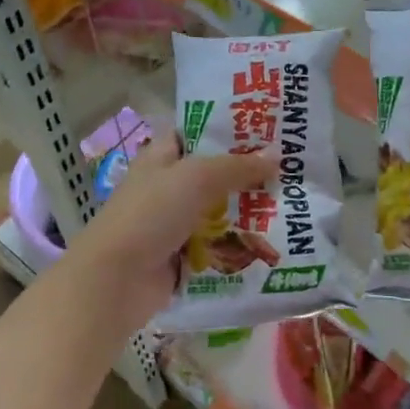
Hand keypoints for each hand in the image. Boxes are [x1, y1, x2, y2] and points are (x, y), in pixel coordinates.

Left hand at [57, 132, 273, 334]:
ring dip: (249, 211)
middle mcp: (168, 186)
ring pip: (220, 211)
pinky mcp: (182, 256)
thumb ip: (237, 166)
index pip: (197, 131)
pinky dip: (239, 244)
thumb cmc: (151, 214)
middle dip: (249, 173)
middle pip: (215, 173)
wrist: (116, 281)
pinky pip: (218, 245)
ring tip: (293, 205)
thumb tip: (277, 156)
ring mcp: (175, 223)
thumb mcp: (196, 178)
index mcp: (162, 157)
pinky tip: (274, 241)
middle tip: (293, 169)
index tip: (268, 129)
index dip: (229, 128)